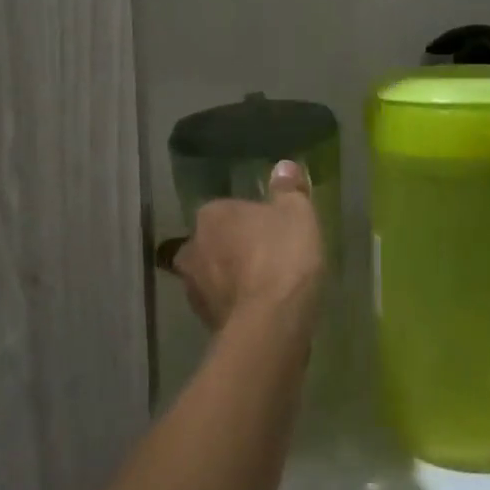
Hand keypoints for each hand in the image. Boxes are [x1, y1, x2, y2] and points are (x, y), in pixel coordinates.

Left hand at [171, 161, 324, 334]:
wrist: (271, 323)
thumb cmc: (283, 256)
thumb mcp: (297, 213)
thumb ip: (288, 189)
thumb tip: (283, 166)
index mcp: (211, 215)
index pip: (226, 210)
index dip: (249, 219)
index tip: (271, 229)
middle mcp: (192, 248)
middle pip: (214, 242)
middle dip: (233, 249)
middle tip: (265, 256)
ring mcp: (194, 288)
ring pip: (213, 275)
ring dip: (232, 278)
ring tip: (265, 286)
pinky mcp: (204, 321)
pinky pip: (222, 304)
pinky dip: (236, 304)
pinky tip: (261, 309)